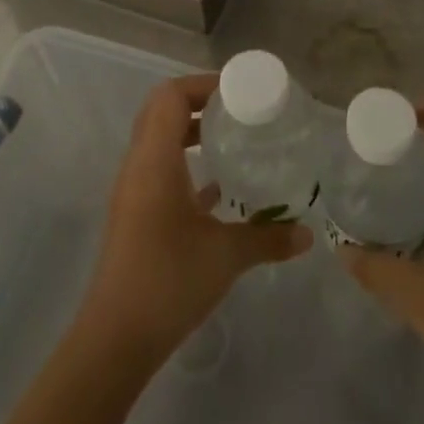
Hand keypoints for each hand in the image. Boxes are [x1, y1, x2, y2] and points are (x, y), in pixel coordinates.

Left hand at [79, 73, 310, 367]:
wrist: (116, 338)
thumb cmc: (169, 280)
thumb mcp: (226, 255)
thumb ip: (268, 237)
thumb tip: (308, 235)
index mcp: (155, 159)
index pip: (171, 95)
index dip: (203, 85)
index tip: (240, 94)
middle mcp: (139, 164)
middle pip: (162, 110)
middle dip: (200, 102)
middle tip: (240, 111)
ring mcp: (134, 189)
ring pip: (159, 139)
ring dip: (191, 131)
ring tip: (233, 140)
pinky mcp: (136, 212)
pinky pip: (160, 168)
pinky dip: (185, 162)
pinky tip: (218, 187)